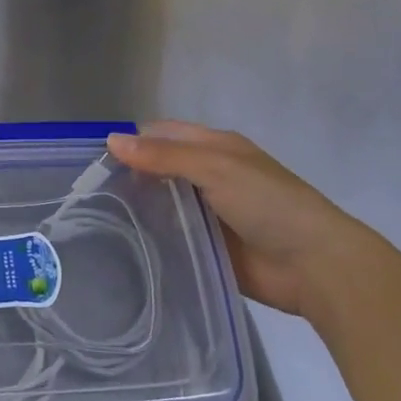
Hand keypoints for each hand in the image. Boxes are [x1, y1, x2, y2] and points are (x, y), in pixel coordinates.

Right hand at [107, 122, 398, 319]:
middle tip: (86, 193)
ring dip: (138, 208)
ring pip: (163, 204)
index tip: (92, 158)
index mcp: (215, 148)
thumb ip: (164, 156)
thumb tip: (111, 140)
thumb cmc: (268, 203)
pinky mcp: (207, 247)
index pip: (162, 135)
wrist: (314, 265)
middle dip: (129, 176)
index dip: (130, 141)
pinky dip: (151, 236)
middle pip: (160, 169)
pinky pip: (172, 237)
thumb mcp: (216, 168)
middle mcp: (209, 176)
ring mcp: (208, 213)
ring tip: (95, 219)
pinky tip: (122, 244)